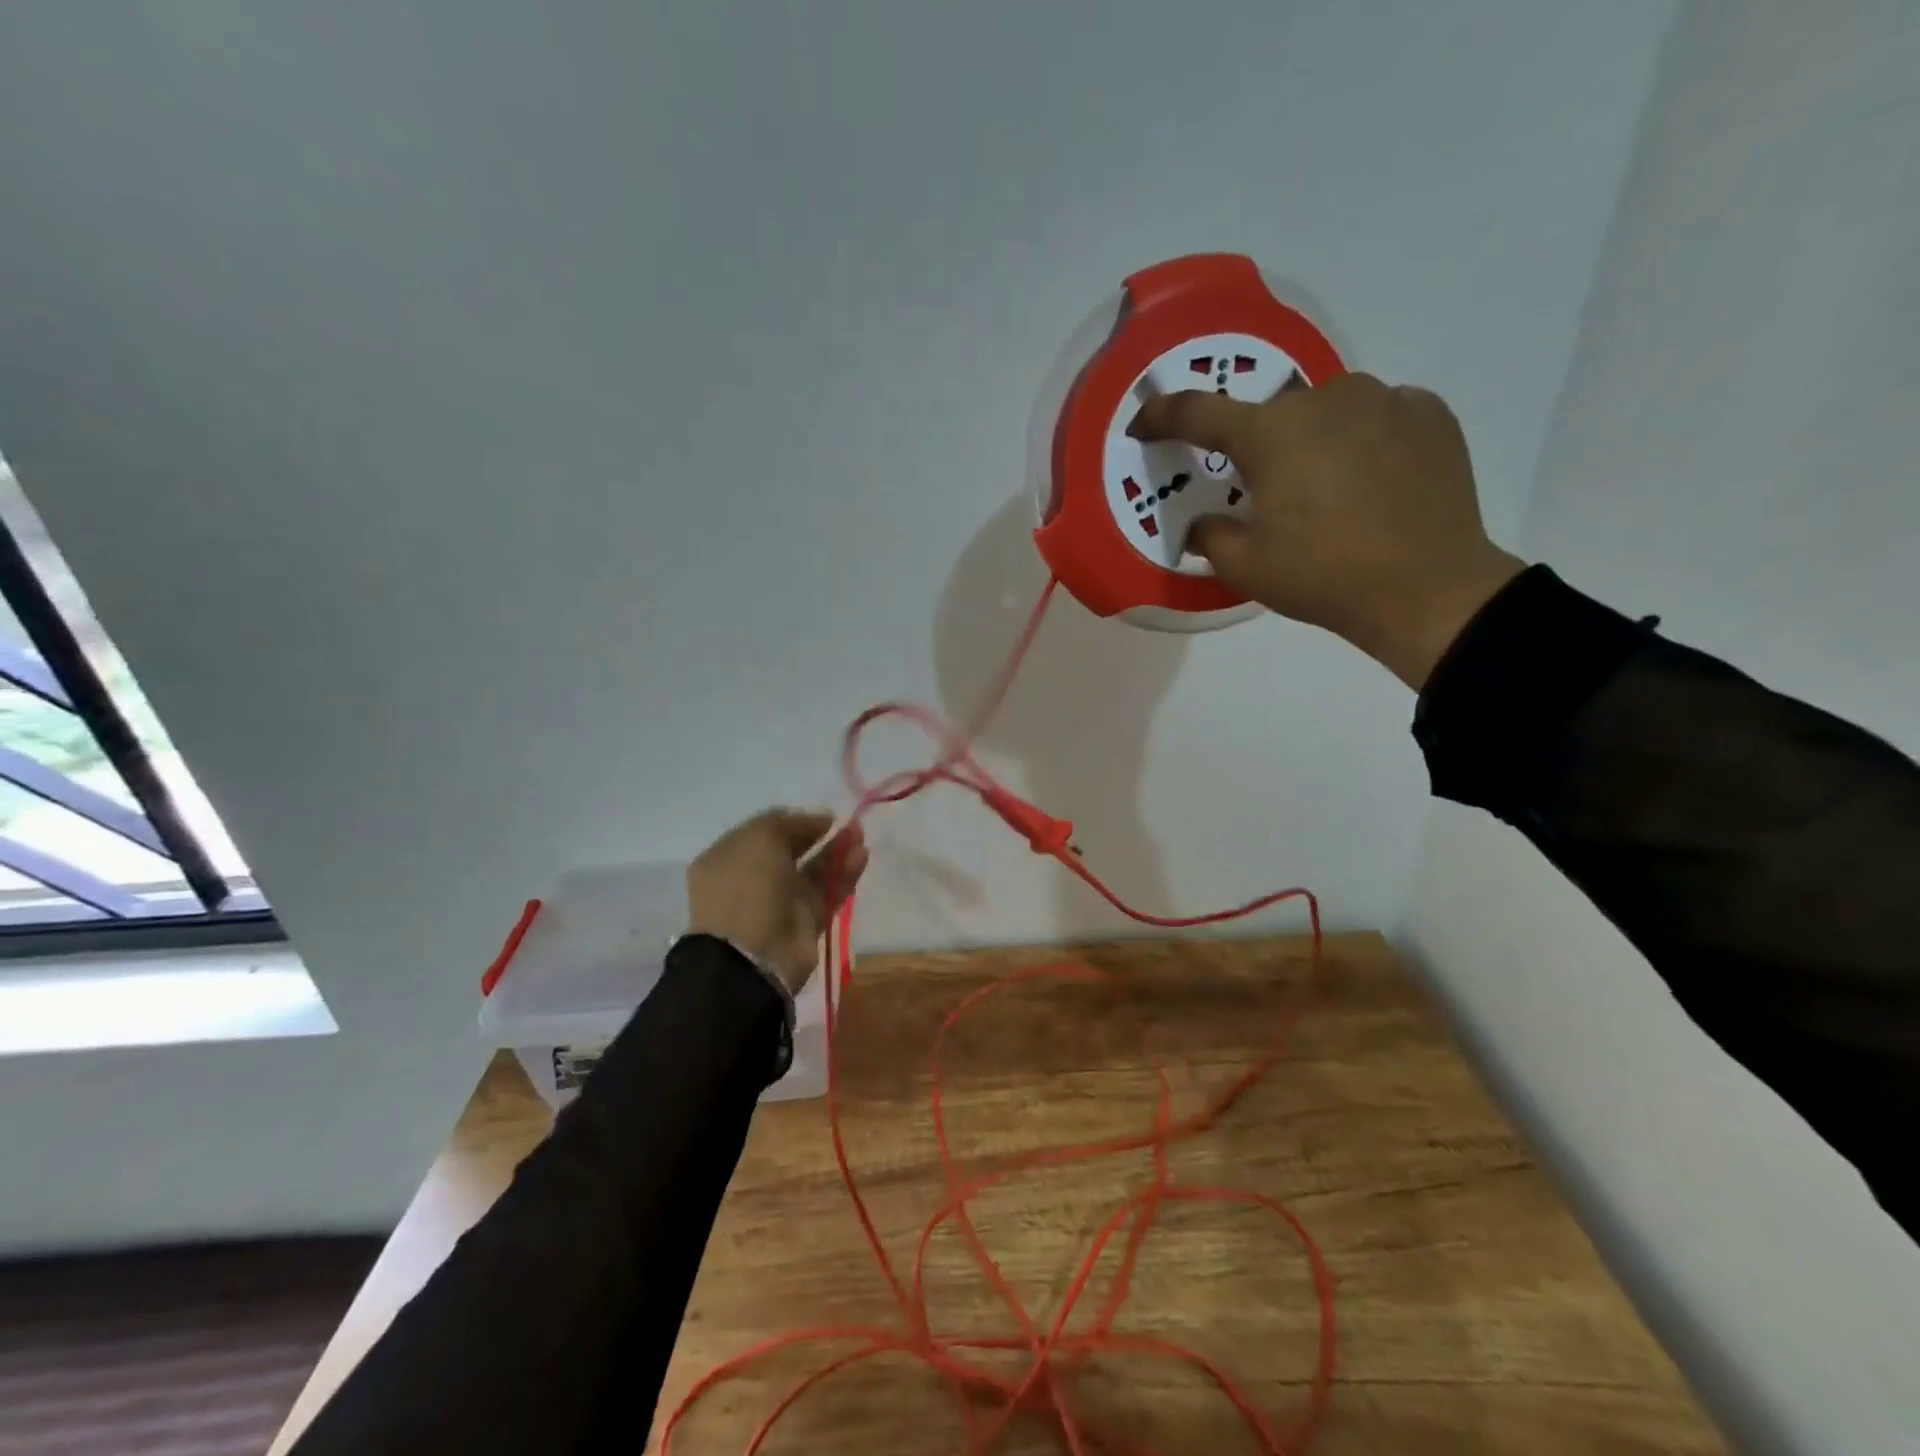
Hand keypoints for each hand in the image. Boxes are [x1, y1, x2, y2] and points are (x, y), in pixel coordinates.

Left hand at [686, 808, 867, 993]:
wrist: (750, 955)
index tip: (820, 816)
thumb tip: (820, 819)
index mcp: (728, 860)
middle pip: (792, 852)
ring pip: (814, 872)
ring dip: (837, 852)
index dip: (792, 822)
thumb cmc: (746, 885)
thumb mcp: (760, 837)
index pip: (763, 834)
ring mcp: (779, 905)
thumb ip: (790, 822)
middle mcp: (752, 881)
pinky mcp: (806, 925)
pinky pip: (828, 894)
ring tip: (860, 835)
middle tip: (847, 824)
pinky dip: (845, 875)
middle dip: (819, 836)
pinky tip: (861, 856)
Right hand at [1129, 373, 1525, 688]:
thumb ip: (1210, 536)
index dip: (1163, 416)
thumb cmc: (1323, 577)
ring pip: (1327, 410)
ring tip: (1326, 490)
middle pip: (1272, 416)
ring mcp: (1384, 400)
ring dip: (1313, 440)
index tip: (1143, 423)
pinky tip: (1371, 480)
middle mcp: (1324, 399)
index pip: (1199, 413)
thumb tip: (1202, 524)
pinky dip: (1362, 440)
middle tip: (1266, 496)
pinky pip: (1377, 416)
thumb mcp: (1246, 567)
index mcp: (1271, 434)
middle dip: (1258, 448)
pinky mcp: (1429, 413)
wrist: (1428, 589)